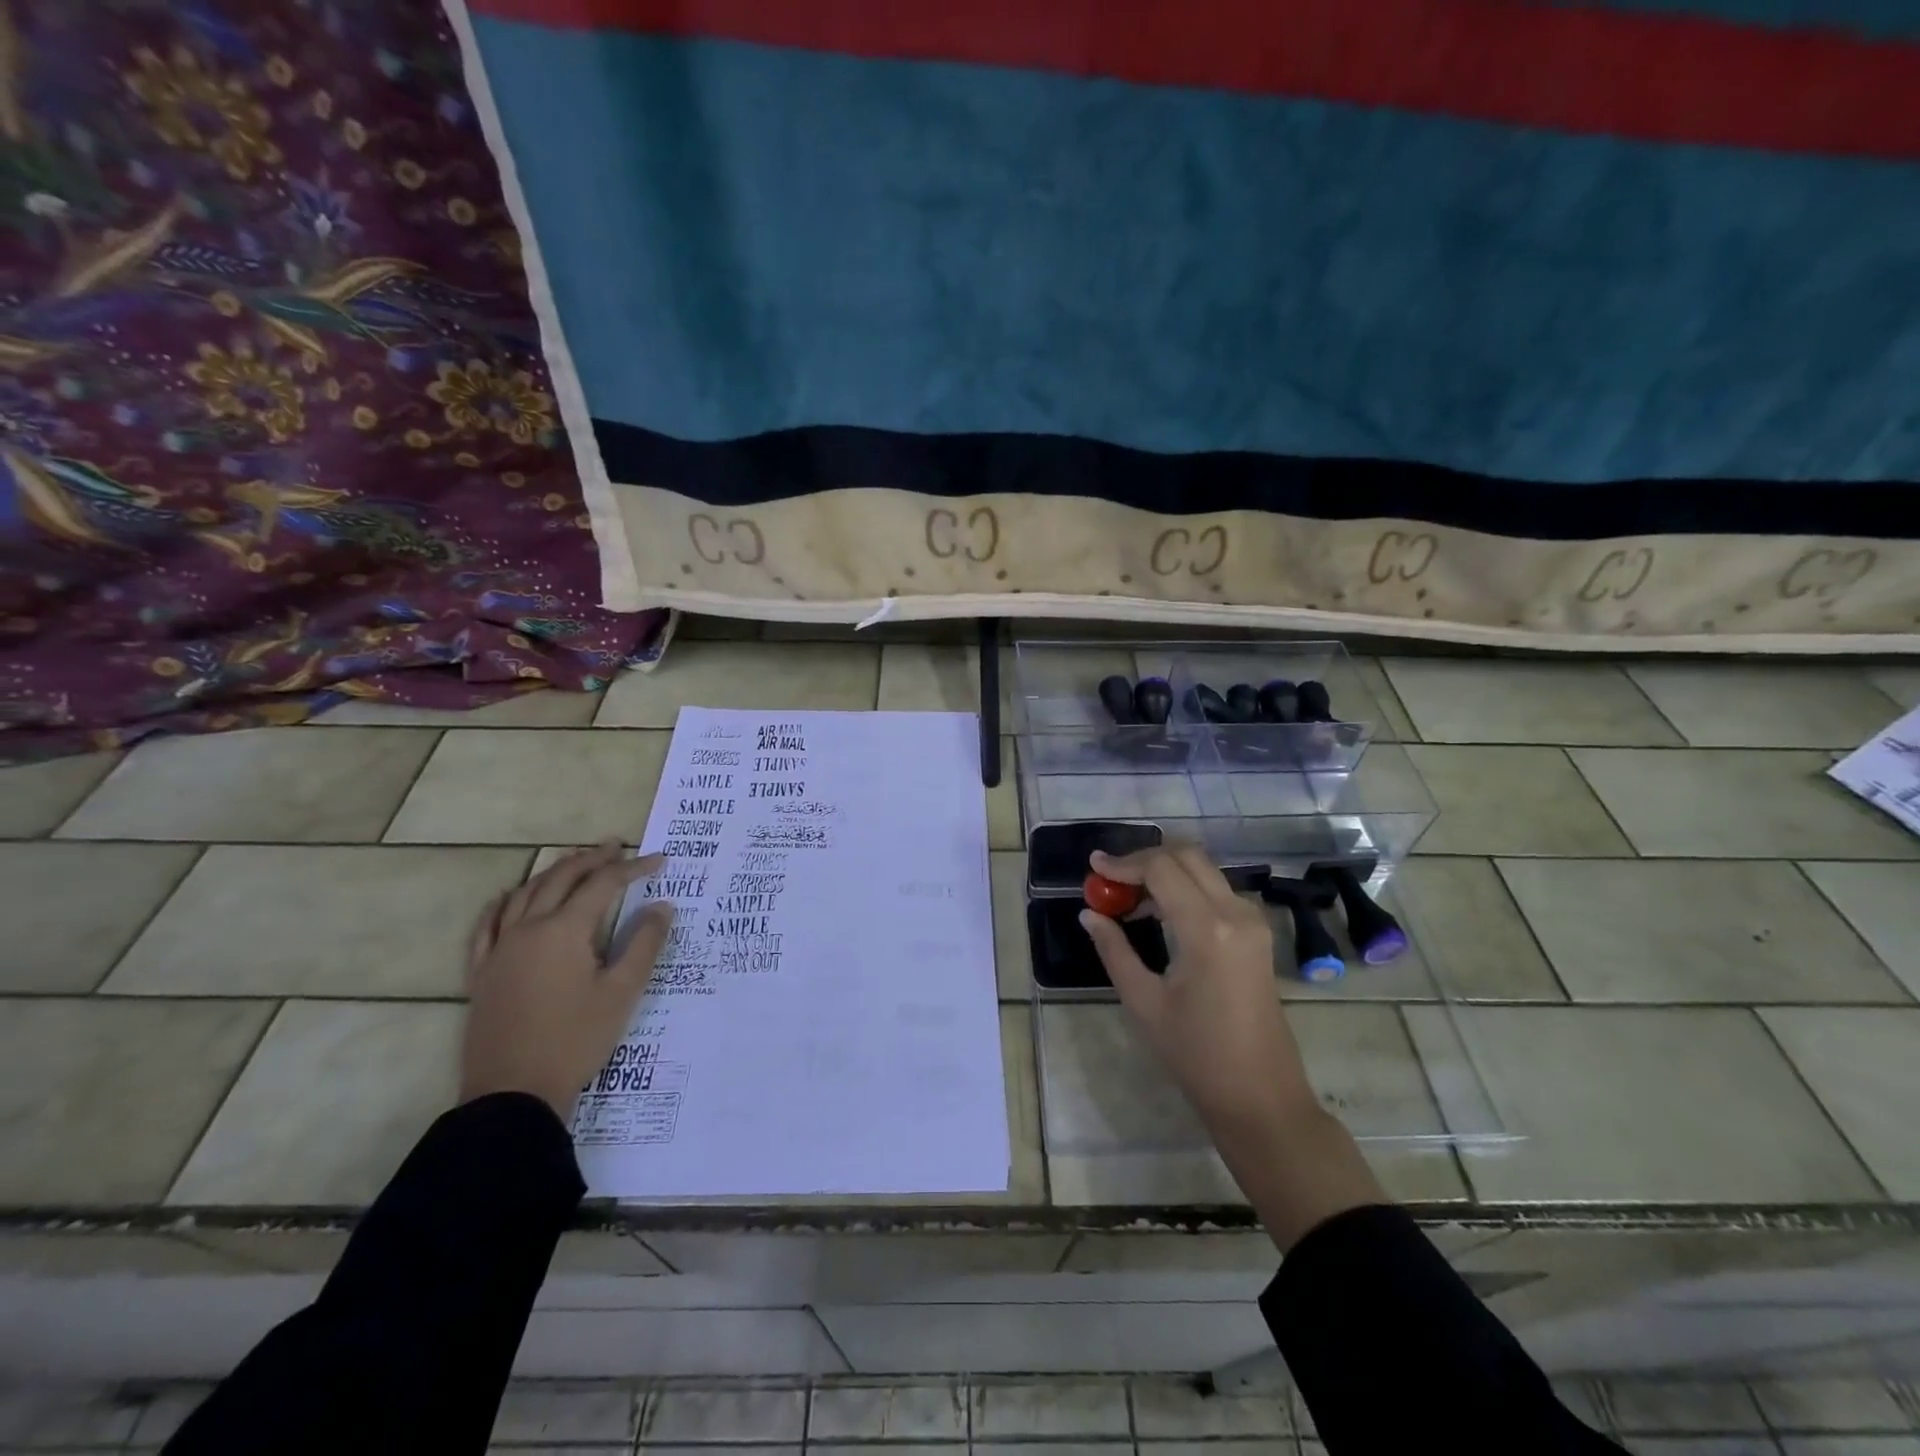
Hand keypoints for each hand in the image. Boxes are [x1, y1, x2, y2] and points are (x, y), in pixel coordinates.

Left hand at [461, 843, 673, 1120]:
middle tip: (616, 847)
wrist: (513, 1094)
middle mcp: (527, 929)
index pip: (603, 885)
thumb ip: (644, 944)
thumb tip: (662, 906)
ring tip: (574, 862)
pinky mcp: (482, 973)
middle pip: (560, 879)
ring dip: (552, 872)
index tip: (660, 860)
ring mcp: (499, 950)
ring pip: (524, 894)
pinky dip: (503, 903)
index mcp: (564, 931)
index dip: (633, 868)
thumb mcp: (622, 992)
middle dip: (591, 859)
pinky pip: (487, 925)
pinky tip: (509, 898)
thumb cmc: (575, 1040)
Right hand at [1079, 844, 1385, 1249]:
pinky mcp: (1258, 933)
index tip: (1094, 866)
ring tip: (1129, 895)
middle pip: (1187, 855)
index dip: (1123, 863)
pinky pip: (1217, 889)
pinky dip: (1186, 887)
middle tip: (1111, 877)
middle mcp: (1235, 912)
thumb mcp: (1144, 1001)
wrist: (1261, 1096)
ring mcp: (1253, 921)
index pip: (1161, 868)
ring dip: (1166, 870)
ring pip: (1204, 869)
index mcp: (1206, 928)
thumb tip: (1089, 913)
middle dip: (1145, 858)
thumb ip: (1114, 949)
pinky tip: (1160, 911)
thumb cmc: (1196, 1055)